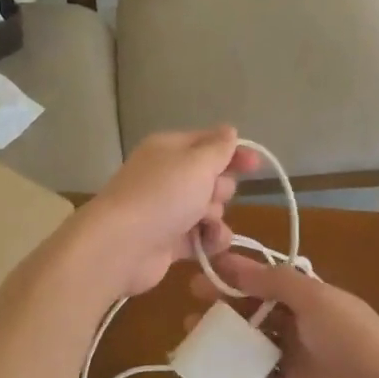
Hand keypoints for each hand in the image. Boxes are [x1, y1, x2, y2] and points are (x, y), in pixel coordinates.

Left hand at [75, 128, 256, 299]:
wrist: (122, 246)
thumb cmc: (163, 195)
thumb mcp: (197, 163)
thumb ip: (218, 148)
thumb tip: (229, 131)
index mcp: (169, 150)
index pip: (208, 143)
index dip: (233, 152)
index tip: (256, 164)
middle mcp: (167, 177)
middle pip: (211, 178)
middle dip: (221, 188)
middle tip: (211, 195)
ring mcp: (167, 210)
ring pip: (210, 209)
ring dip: (216, 217)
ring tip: (205, 223)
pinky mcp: (169, 241)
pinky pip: (201, 236)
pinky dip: (209, 240)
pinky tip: (209, 244)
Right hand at [190, 253, 378, 377]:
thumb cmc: (352, 339)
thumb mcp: (317, 299)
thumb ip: (276, 281)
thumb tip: (236, 265)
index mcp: (311, 298)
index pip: (268, 279)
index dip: (238, 272)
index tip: (206, 266)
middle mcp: (300, 324)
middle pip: (255, 308)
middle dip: (225, 301)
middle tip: (194, 297)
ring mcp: (293, 358)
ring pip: (250, 340)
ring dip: (224, 333)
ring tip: (192, 329)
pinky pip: (253, 375)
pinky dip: (232, 368)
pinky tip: (208, 361)